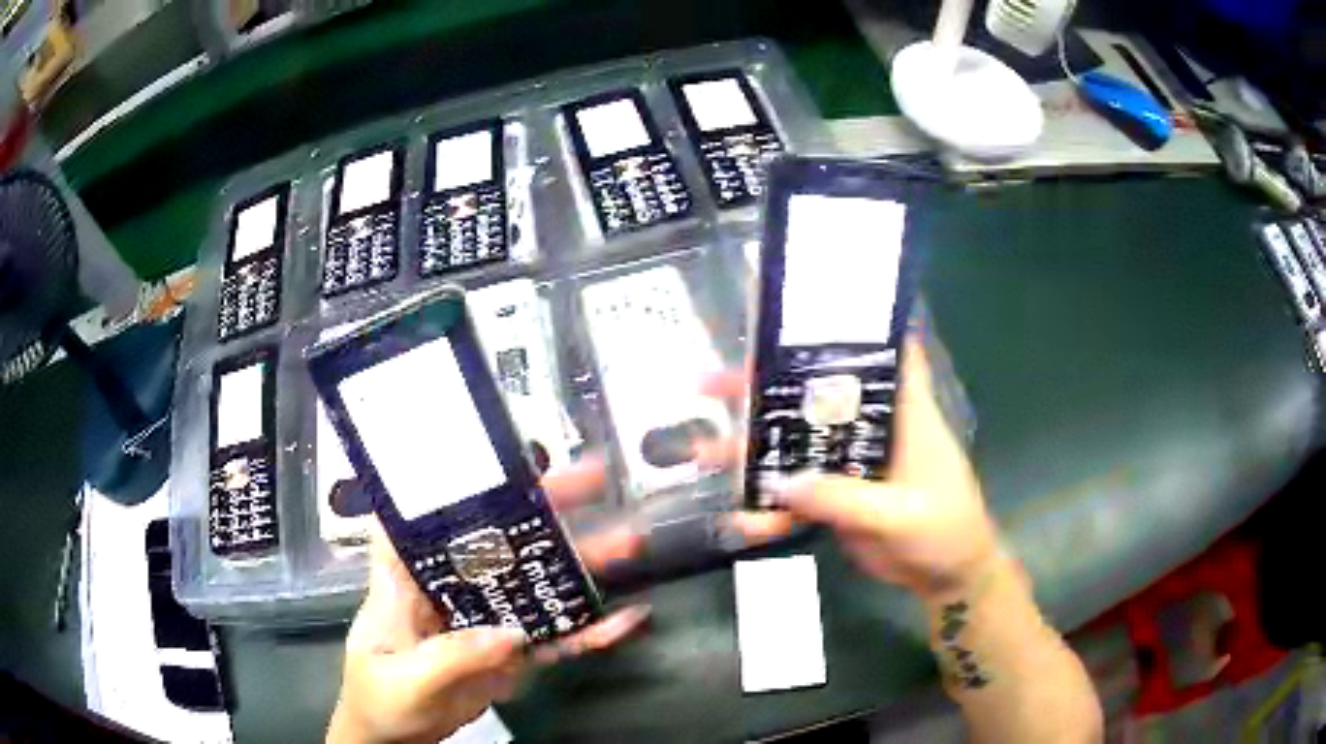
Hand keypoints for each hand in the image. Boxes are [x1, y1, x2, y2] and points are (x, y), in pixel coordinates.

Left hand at [328, 460, 649, 743]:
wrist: (398, 738)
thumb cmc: (378, 697)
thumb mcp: (404, 679)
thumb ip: (450, 657)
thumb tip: (510, 634)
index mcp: (408, 579)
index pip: (424, 515)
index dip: (451, 478)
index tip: (493, 453)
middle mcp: (450, 587)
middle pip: (496, 540)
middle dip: (543, 510)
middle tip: (592, 480)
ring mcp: (485, 619)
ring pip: (533, 584)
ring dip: (578, 565)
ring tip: (626, 542)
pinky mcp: (510, 651)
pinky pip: (552, 638)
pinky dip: (588, 631)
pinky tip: (625, 620)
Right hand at [708, 335, 1000, 601]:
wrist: (946, 579)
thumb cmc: (945, 530)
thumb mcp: (901, 513)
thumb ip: (844, 499)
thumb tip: (781, 482)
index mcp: (902, 412)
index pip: (882, 351)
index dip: (848, 324)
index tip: (801, 308)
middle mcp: (871, 428)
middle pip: (816, 396)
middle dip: (766, 387)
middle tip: (712, 384)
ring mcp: (851, 465)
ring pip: (798, 446)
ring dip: (754, 450)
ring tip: (702, 451)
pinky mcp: (838, 499)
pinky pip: (797, 497)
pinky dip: (771, 509)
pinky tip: (741, 520)